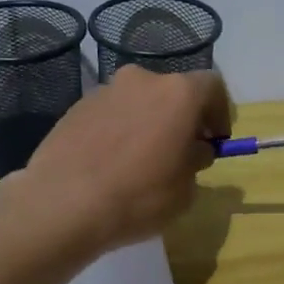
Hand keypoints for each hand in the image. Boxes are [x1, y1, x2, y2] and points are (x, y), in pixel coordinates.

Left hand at [17, 65, 232, 253]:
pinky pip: (110, 114)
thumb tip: (192, 150)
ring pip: (139, 101)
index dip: (220, 113)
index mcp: (178, 93)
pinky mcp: (76, 107)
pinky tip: (110, 164)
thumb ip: (195, 160)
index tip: (216, 140)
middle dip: (181, 118)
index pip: (212, 87)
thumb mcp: (185, 189)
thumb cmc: (138, 196)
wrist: (63, 203)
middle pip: (172, 92)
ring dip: (147, 123)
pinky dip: (118, 130)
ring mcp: (105, 91)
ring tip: (140, 161)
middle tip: (179, 152)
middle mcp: (142, 80)